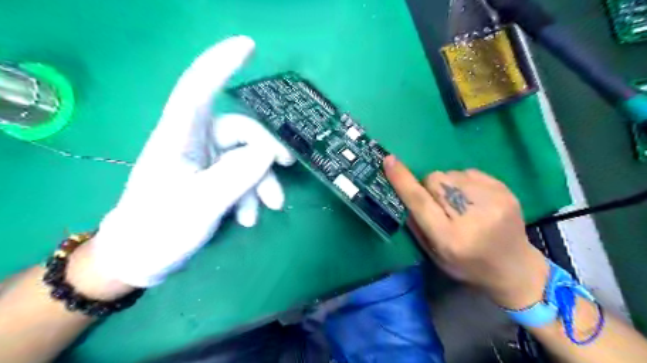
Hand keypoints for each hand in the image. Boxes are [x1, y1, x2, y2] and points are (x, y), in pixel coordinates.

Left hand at [85, 36, 294, 288]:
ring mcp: (207, 162)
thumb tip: (268, 151)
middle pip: (241, 131)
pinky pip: (245, 176)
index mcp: (178, 139)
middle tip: (286, 169)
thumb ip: (236, 176)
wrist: (144, 259)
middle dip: (265, 152)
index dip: (220, 64)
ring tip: (267, 208)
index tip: (248, 46)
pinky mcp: (215, 179)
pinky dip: (252, 195)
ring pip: (248, 158)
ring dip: (262, 182)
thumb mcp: (200, 206)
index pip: (197, 90)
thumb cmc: (159, 231)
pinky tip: (248, 218)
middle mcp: (195, 143)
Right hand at [383, 156, 549, 308]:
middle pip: (435, 180)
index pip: (420, 202)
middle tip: (437, 204)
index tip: (389, 161)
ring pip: (450, 174)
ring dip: (446, 185)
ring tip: (458, 203)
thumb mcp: (435, 255)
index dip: (402, 181)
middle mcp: (472, 217)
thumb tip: (404, 193)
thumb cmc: (468, 266)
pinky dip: (463, 182)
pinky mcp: (505, 190)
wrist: (515, 268)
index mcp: (451, 238)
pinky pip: (468, 172)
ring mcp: (493, 200)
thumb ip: (417, 225)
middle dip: (428, 188)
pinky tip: (472, 199)